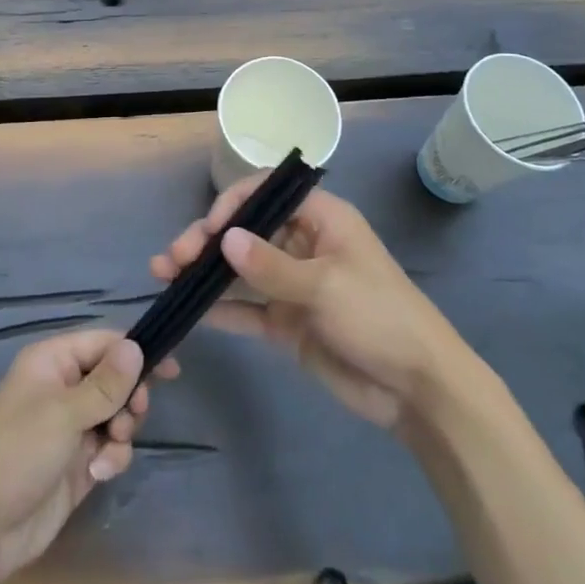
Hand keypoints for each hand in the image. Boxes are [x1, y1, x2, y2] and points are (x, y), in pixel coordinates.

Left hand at [0, 330, 179, 582]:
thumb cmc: (19, 452)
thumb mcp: (65, 412)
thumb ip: (105, 382)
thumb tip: (136, 345)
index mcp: (52, 361)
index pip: (103, 343)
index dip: (135, 352)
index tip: (169, 370)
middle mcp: (63, 388)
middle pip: (114, 379)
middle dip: (128, 399)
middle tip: (132, 415)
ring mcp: (71, 427)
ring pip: (116, 415)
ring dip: (121, 433)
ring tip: (108, 450)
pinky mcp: (78, 462)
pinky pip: (110, 447)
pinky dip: (112, 458)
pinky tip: (99, 474)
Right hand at [151, 175, 472, 428]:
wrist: (418, 390)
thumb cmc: (380, 317)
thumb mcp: (326, 286)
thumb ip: (271, 265)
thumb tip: (223, 239)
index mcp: (321, 219)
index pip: (267, 193)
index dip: (234, 203)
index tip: (209, 228)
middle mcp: (302, 244)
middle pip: (246, 232)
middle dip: (208, 240)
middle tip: (173, 258)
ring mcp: (293, 285)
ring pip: (241, 270)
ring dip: (206, 272)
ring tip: (165, 276)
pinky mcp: (288, 323)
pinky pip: (248, 309)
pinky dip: (222, 308)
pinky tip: (193, 311)